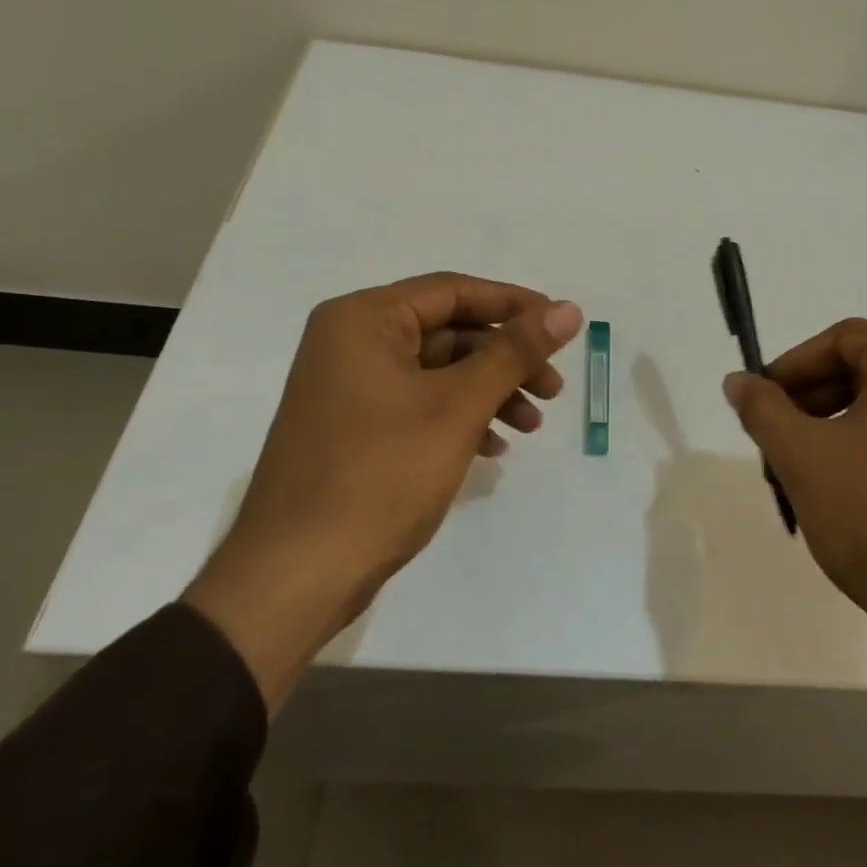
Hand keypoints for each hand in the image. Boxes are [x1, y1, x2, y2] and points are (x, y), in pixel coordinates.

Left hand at [185, 273, 582, 707]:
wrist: (298, 574)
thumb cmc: (381, 475)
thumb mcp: (458, 406)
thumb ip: (515, 352)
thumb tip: (568, 310)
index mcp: (363, 320)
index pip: (453, 291)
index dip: (514, 305)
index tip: (563, 326)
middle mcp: (351, 342)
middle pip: (448, 332)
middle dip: (505, 360)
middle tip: (552, 389)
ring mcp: (349, 388)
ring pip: (438, 372)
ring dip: (489, 392)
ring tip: (531, 426)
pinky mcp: (354, 428)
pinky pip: (419, 404)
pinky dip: (460, 418)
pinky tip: (492, 447)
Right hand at [721, 318, 866, 653]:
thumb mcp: (801, 454)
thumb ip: (762, 408)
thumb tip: (737, 381)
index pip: (843, 339)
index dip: (792, 365)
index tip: (761, 401)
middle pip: (863, 372)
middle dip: (808, 401)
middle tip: (774, 440)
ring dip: (831, 431)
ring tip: (800, 473)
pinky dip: (864, 454)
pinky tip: (841, 497)